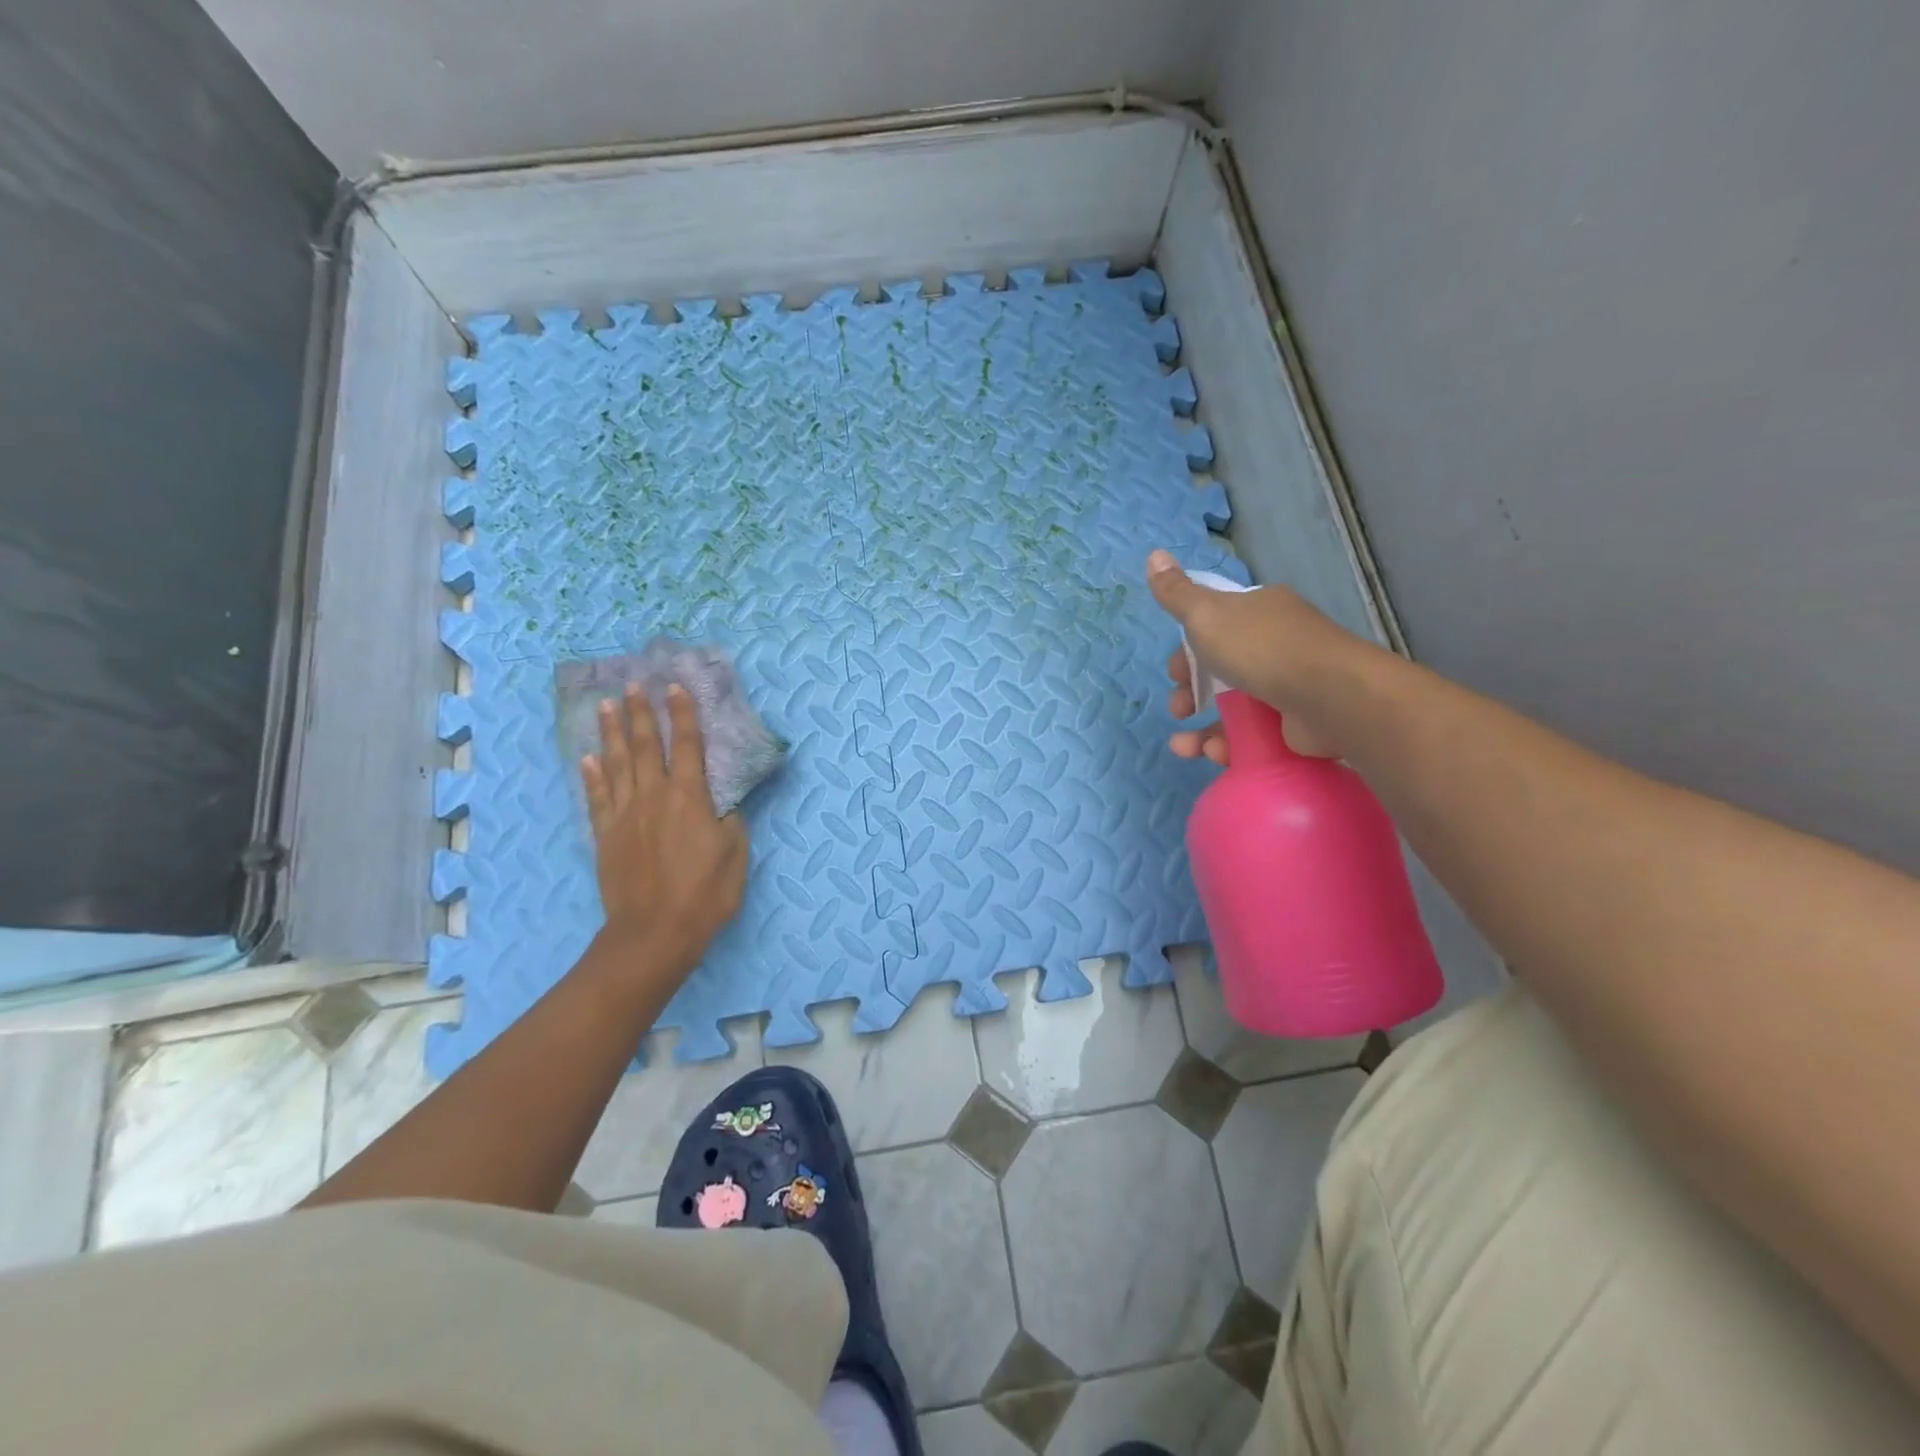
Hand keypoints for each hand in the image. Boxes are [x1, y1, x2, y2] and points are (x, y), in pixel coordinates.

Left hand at [580, 683, 748, 979]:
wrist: (654, 933)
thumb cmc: (705, 894)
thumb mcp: (735, 854)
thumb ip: (730, 821)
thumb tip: (722, 803)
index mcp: (690, 798)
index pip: (688, 746)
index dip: (683, 715)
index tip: (675, 687)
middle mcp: (654, 796)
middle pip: (647, 746)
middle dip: (641, 713)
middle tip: (633, 685)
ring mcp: (625, 815)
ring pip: (617, 764)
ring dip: (612, 733)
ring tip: (606, 706)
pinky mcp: (606, 836)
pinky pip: (597, 798)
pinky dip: (592, 776)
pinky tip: (588, 759)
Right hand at [1147, 549, 1373, 761]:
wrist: (1330, 696)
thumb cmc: (1262, 649)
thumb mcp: (1207, 615)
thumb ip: (1177, 593)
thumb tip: (1154, 554)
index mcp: (1258, 612)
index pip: (1215, 627)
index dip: (1188, 651)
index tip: (1174, 672)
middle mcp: (1276, 644)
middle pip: (1221, 669)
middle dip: (1191, 693)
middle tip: (1179, 709)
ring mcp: (1289, 685)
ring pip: (1233, 707)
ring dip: (1202, 729)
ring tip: (1183, 747)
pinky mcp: (1295, 723)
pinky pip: (1252, 735)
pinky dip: (1228, 746)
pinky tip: (1211, 754)